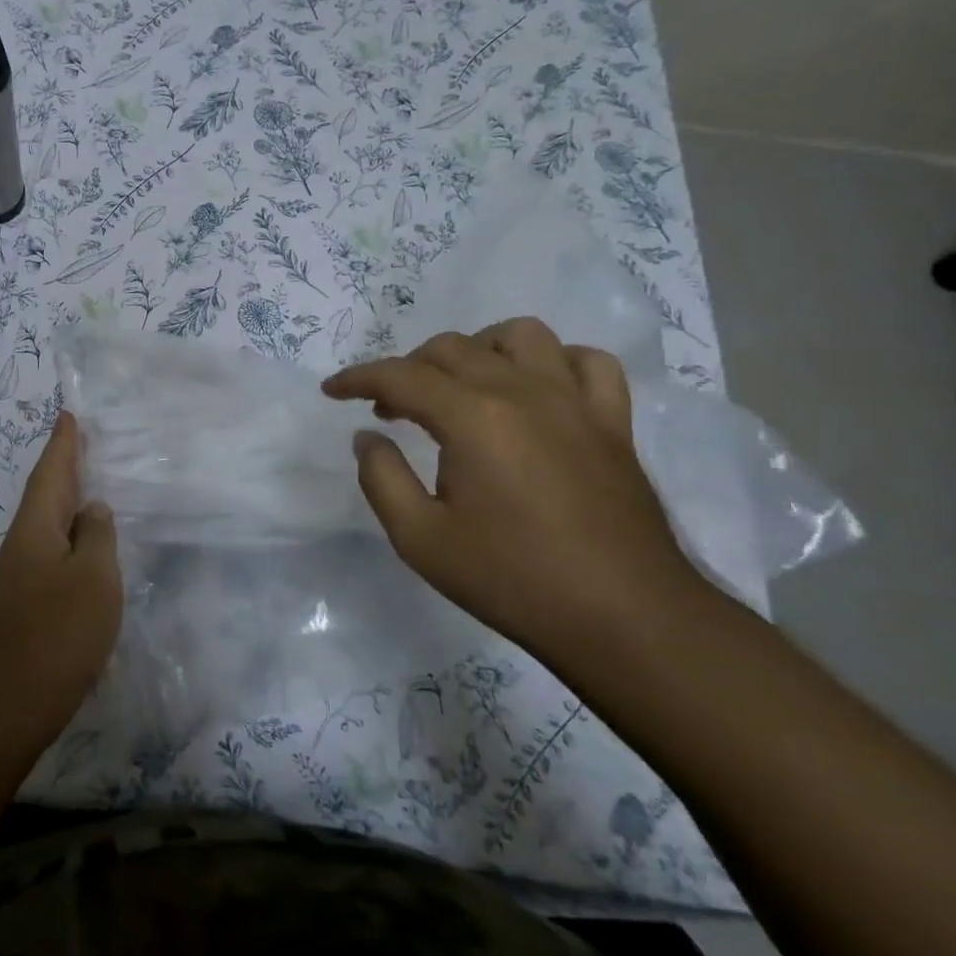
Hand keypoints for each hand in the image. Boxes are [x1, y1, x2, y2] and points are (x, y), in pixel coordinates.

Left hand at [0, 412, 122, 733]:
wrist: (14, 699)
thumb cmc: (60, 631)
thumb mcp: (94, 577)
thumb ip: (97, 535)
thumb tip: (92, 510)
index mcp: (35, 527)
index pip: (51, 473)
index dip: (62, 444)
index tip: (67, 415)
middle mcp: (22, 542)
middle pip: (45, 493)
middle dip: (62, 465)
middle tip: (79, 440)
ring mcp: (20, 573)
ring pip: (47, 521)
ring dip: (65, 498)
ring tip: (87, 481)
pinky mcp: (27, 599)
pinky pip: (51, 547)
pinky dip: (68, 532)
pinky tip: (83, 542)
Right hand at [322, 317, 699, 649]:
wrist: (624, 619)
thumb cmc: (512, 579)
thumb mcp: (419, 538)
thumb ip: (381, 477)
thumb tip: (367, 436)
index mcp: (473, 417)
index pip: (400, 376)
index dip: (357, 379)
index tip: (331, 391)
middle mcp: (523, 392)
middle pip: (451, 348)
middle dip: (407, 368)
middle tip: (388, 410)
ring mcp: (575, 402)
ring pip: (520, 336)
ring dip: (477, 349)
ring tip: (460, 387)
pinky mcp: (613, 422)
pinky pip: (586, 362)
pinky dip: (553, 362)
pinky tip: (535, 390)